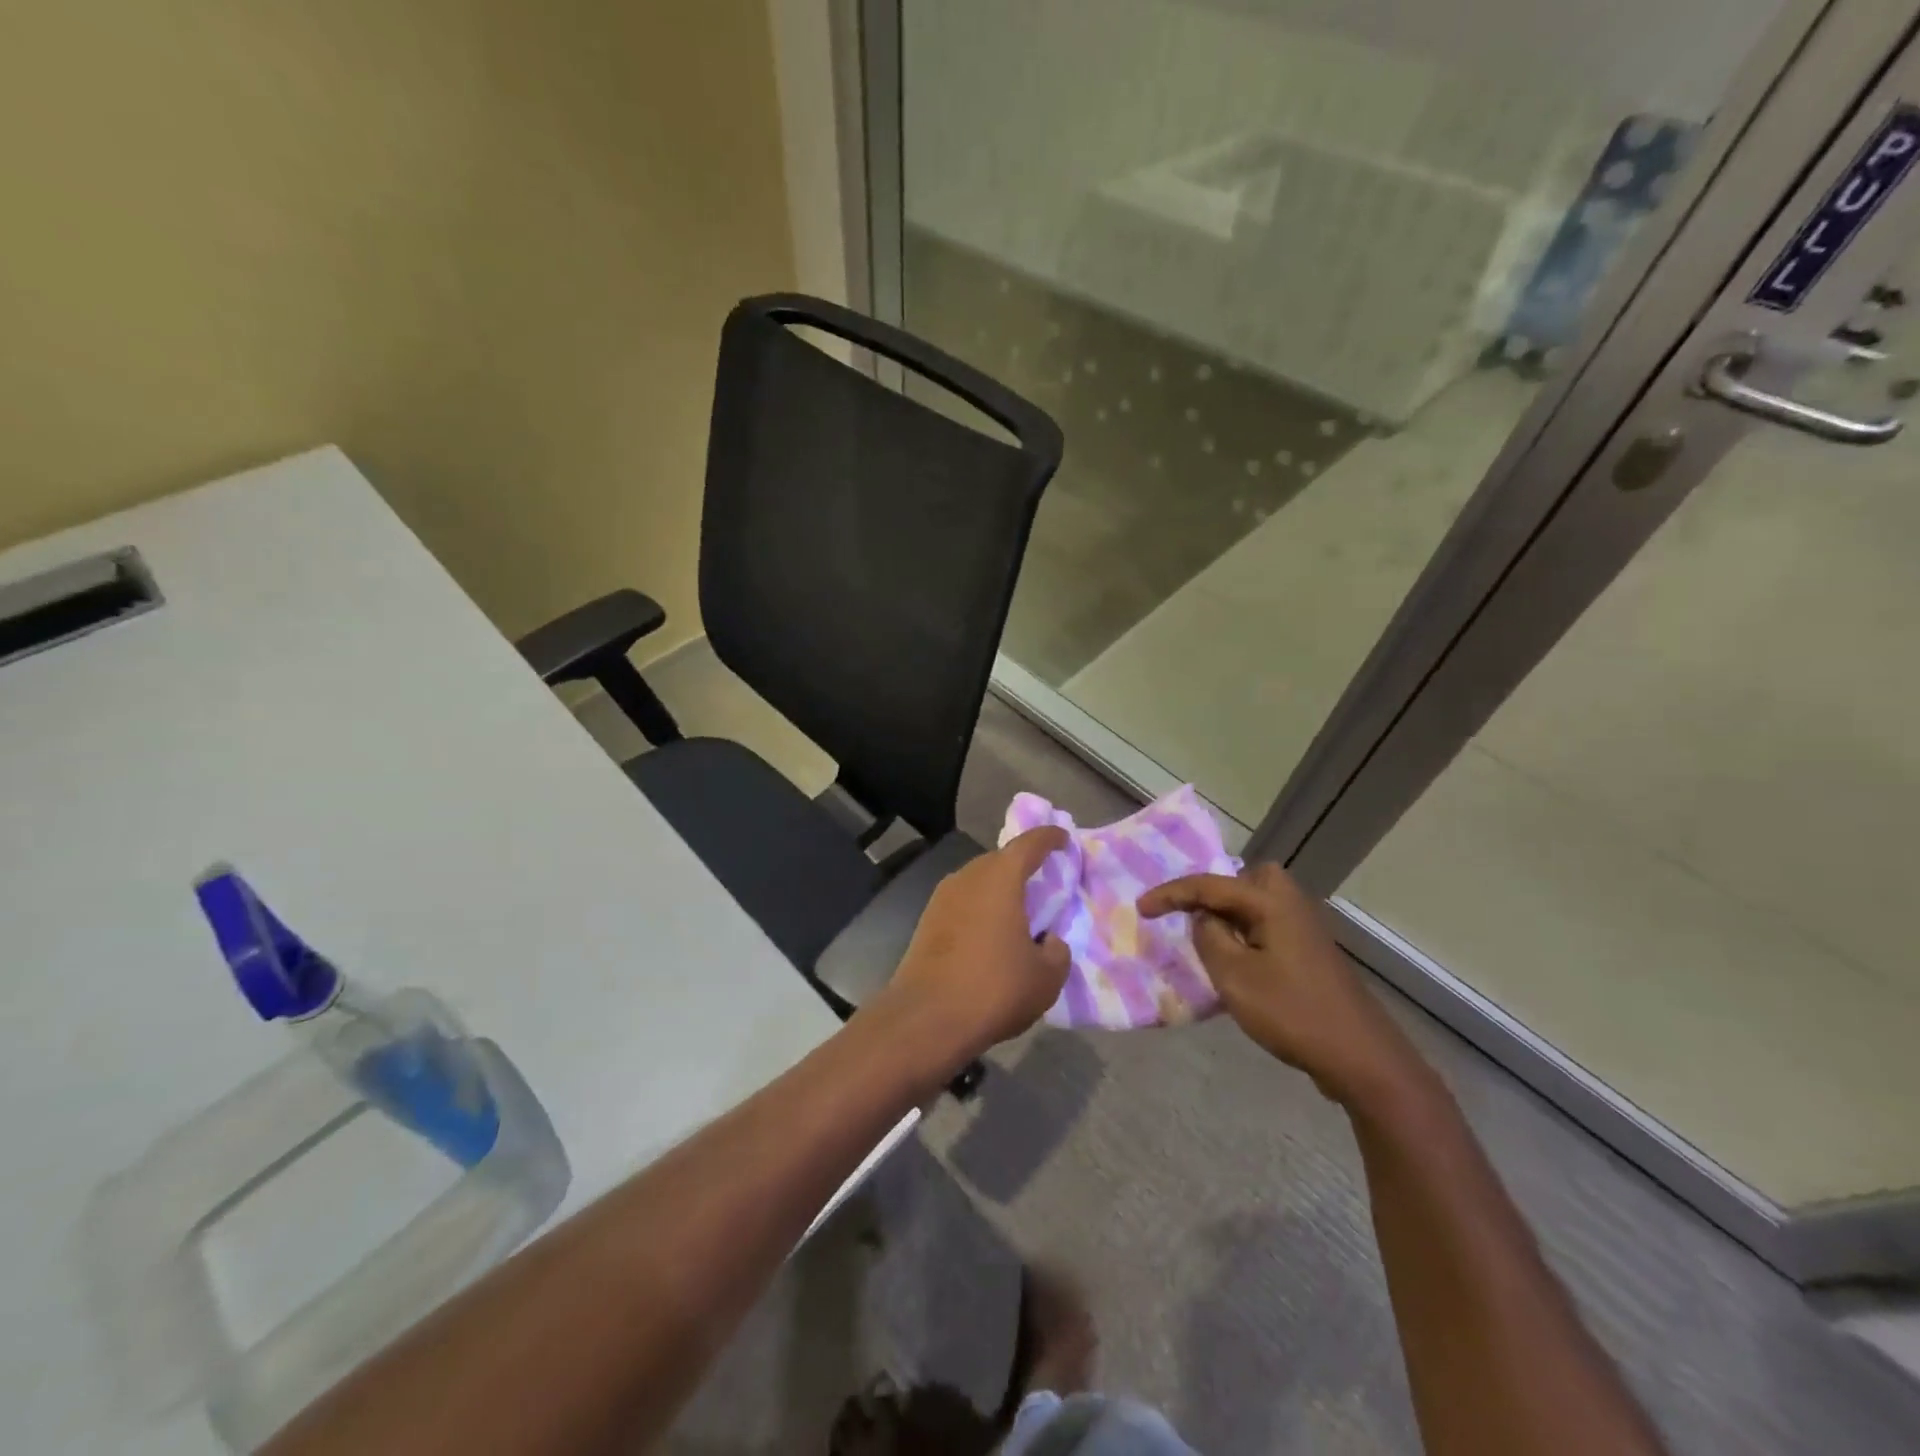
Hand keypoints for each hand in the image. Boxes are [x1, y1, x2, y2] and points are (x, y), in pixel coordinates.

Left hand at [876, 828, 1071, 1067]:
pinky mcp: (926, 920)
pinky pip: (963, 903)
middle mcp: (968, 876)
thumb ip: (1057, 951)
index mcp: (1001, 877)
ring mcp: (942, 897)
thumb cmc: (994, 988)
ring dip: (999, 890)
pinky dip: (981, 909)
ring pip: (979, 881)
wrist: (926, 1018)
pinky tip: (991, 937)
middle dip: (1023, 867)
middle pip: (1001, 860)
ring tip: (1019, 914)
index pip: (1030, 843)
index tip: (1064, 839)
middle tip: (1045, 884)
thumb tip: (1048, 941)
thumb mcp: (1046, 977)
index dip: (1050, 837)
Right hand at [1139, 862, 1425, 1108]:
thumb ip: (1210, 937)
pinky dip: (1246, 934)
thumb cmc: (1292, 1011)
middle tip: (1193, 914)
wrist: (1360, 1057)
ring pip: (1259, 904)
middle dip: (1216, 891)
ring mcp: (1305, 930)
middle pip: (1248, 878)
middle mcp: (1291, 905)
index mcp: (1271, 902)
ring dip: (1231, 916)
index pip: (1210, 884)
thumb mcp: (1235, 976)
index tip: (1140, 909)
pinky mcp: (1310, 955)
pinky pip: (1268, 927)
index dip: (1171, 894)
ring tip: (1207, 940)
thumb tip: (1203, 918)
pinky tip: (1236, 963)